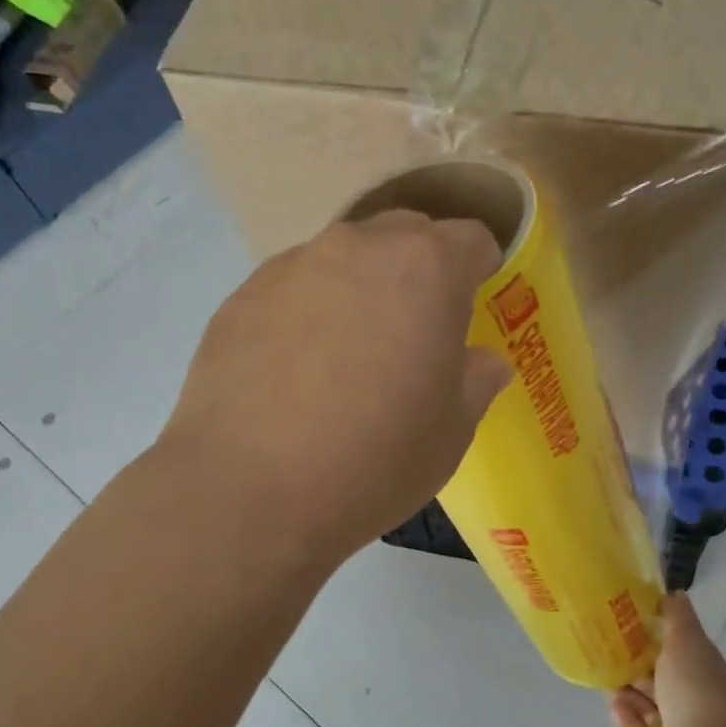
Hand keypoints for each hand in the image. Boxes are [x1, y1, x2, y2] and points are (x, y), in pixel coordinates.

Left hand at [163, 210, 511, 562]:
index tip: (475, 300)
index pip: (468, 239)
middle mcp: (357, 248)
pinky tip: (295, 370)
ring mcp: (291, 267)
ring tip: (349, 352)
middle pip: (403, 236)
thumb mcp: (451, 431)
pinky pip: (291, 288)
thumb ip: (476, 381)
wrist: (252, 491)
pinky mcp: (241, 296)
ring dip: (359, 288)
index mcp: (425, 269)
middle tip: (416, 328)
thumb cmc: (376, 459)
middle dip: (419, 269)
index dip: (479, 267)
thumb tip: (485, 362)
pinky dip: (306, 312)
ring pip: (342, 259)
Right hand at [608, 594, 725, 726]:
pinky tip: (611, 699)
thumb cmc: (694, 689)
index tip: (627, 617)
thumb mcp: (687, 640)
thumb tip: (675, 592)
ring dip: (623, 687)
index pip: (675, 649)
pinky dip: (621, 714)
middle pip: (655, 677)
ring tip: (602, 668)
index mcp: (700, 672)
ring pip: (640, 702)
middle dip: (633, 661)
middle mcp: (686, 700)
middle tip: (604, 642)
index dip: (654, 634)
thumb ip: (678, 616)